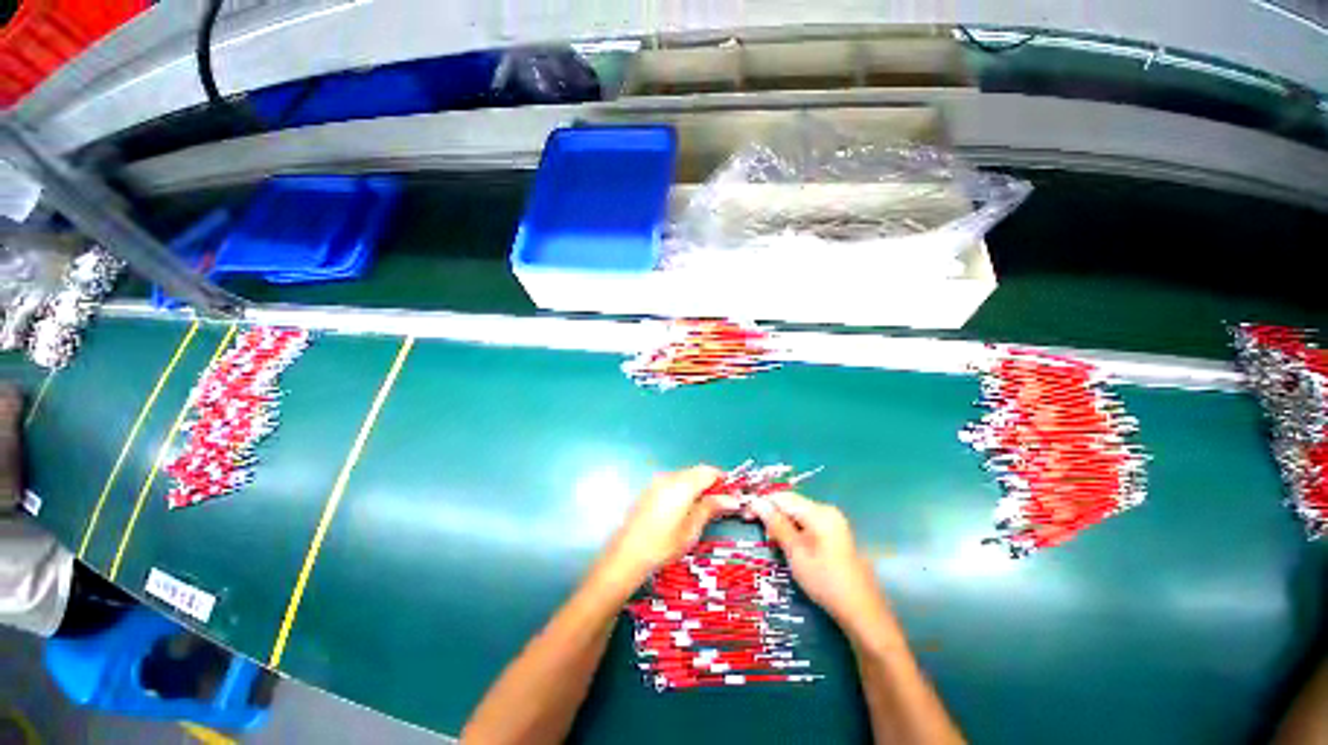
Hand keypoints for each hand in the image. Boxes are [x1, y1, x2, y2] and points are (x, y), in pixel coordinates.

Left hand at [597, 466, 725, 588]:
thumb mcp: (692, 528)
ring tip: (704, 508)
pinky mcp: (649, 490)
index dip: (724, 480)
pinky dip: (684, 490)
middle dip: (711, 483)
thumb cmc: (663, 544)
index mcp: (683, 483)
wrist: (627, 554)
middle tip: (721, 503)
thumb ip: (711, 508)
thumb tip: (732, 499)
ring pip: (685, 476)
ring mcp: (657, 482)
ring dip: (697, 486)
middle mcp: (669, 477)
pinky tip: (684, 509)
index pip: (709, 471)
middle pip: (697, 472)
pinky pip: (672, 482)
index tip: (733, 494)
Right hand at [753, 492, 895, 639]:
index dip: (762, 503)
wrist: (861, 610)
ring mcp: (833, 522)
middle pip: (791, 504)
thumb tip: (757, 502)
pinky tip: (789, 546)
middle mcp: (827, 511)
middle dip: (773, 515)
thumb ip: (776, 524)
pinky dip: (795, 531)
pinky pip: (808, 524)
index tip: (745, 515)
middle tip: (759, 533)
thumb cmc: (824, 580)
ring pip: (798, 515)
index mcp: (818, 512)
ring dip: (782, 524)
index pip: (783, 497)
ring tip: (773, 543)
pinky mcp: (835, 534)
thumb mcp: (795, 551)